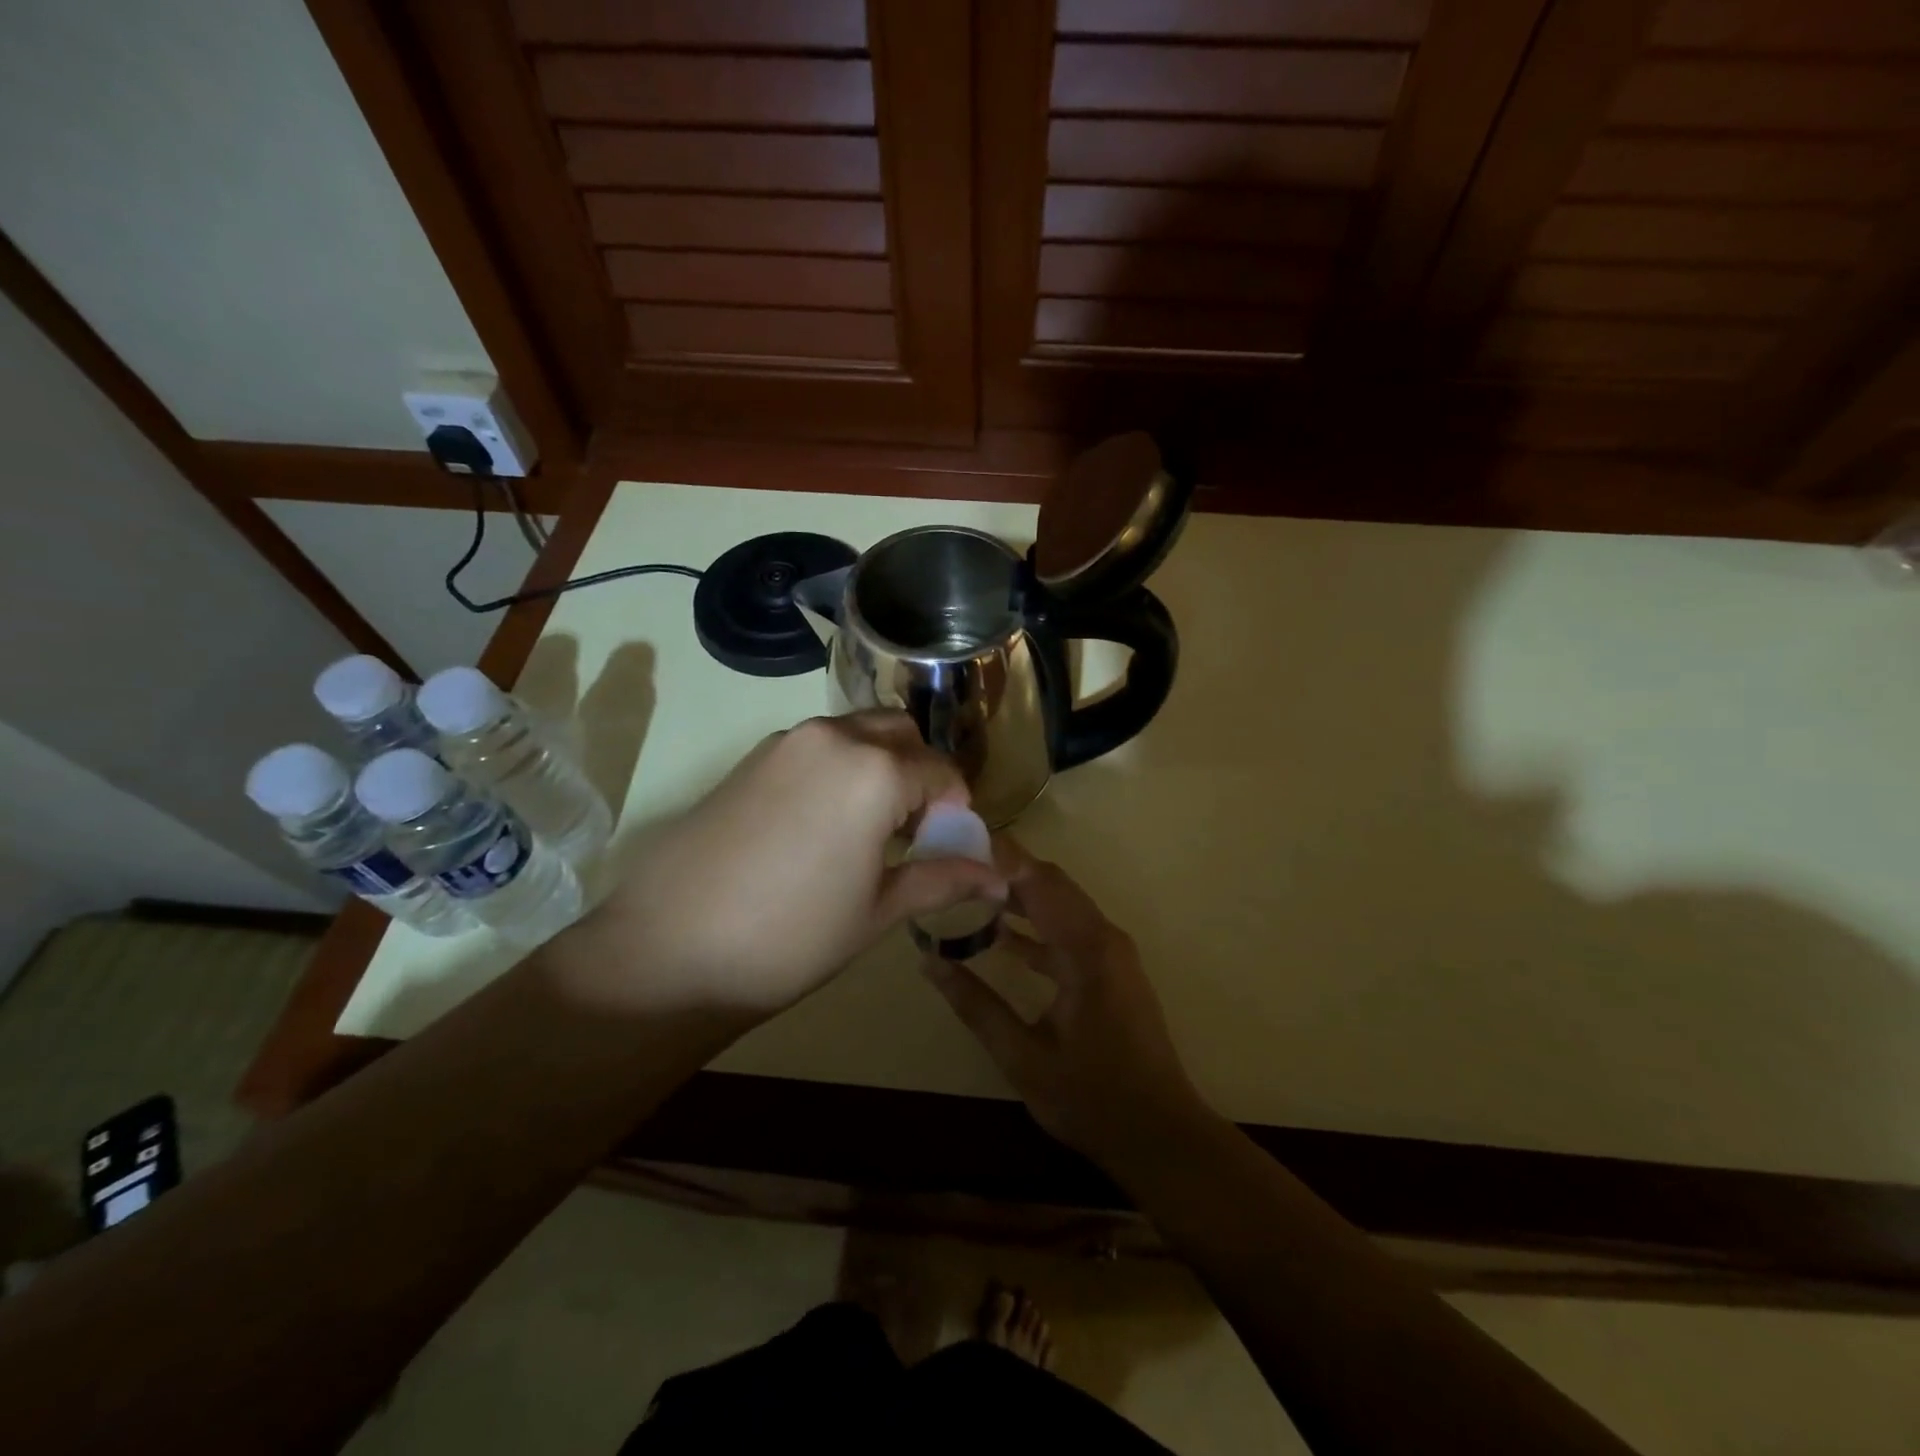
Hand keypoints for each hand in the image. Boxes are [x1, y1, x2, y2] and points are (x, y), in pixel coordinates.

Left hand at [558, 712, 1003, 1019]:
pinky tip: (820, 825)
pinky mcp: (751, 757)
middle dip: (921, 773)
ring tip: (866, 830)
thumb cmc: (789, 939)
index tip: (948, 846)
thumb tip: (999, 877)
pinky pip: (817, 747)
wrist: (665, 950)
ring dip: (879, 765)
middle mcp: (833, 738)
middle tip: (911, 832)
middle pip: (901, 734)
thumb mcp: (877, 912)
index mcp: (874, 770)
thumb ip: (942, 880)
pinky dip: (839, 768)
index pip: (942, 771)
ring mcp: (786, 742)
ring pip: (857, 732)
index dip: (956, 809)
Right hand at [921, 841, 1208, 1170]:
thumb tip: (929, 964)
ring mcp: (1111, 953)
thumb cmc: (1092, 1098)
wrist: (1161, 1136)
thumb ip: (976, 1006)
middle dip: (1006, 868)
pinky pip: (1068, 932)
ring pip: (1060, 905)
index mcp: (1086, 948)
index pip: (1038, 881)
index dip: (1000, 856)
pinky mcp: (1110, 971)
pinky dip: (1036, 927)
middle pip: (1051, 883)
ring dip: (1020, 896)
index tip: (959, 839)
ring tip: (969, 890)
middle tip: (956, 860)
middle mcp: (1103, 938)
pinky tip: (1001, 938)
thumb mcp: (1023, 1056)